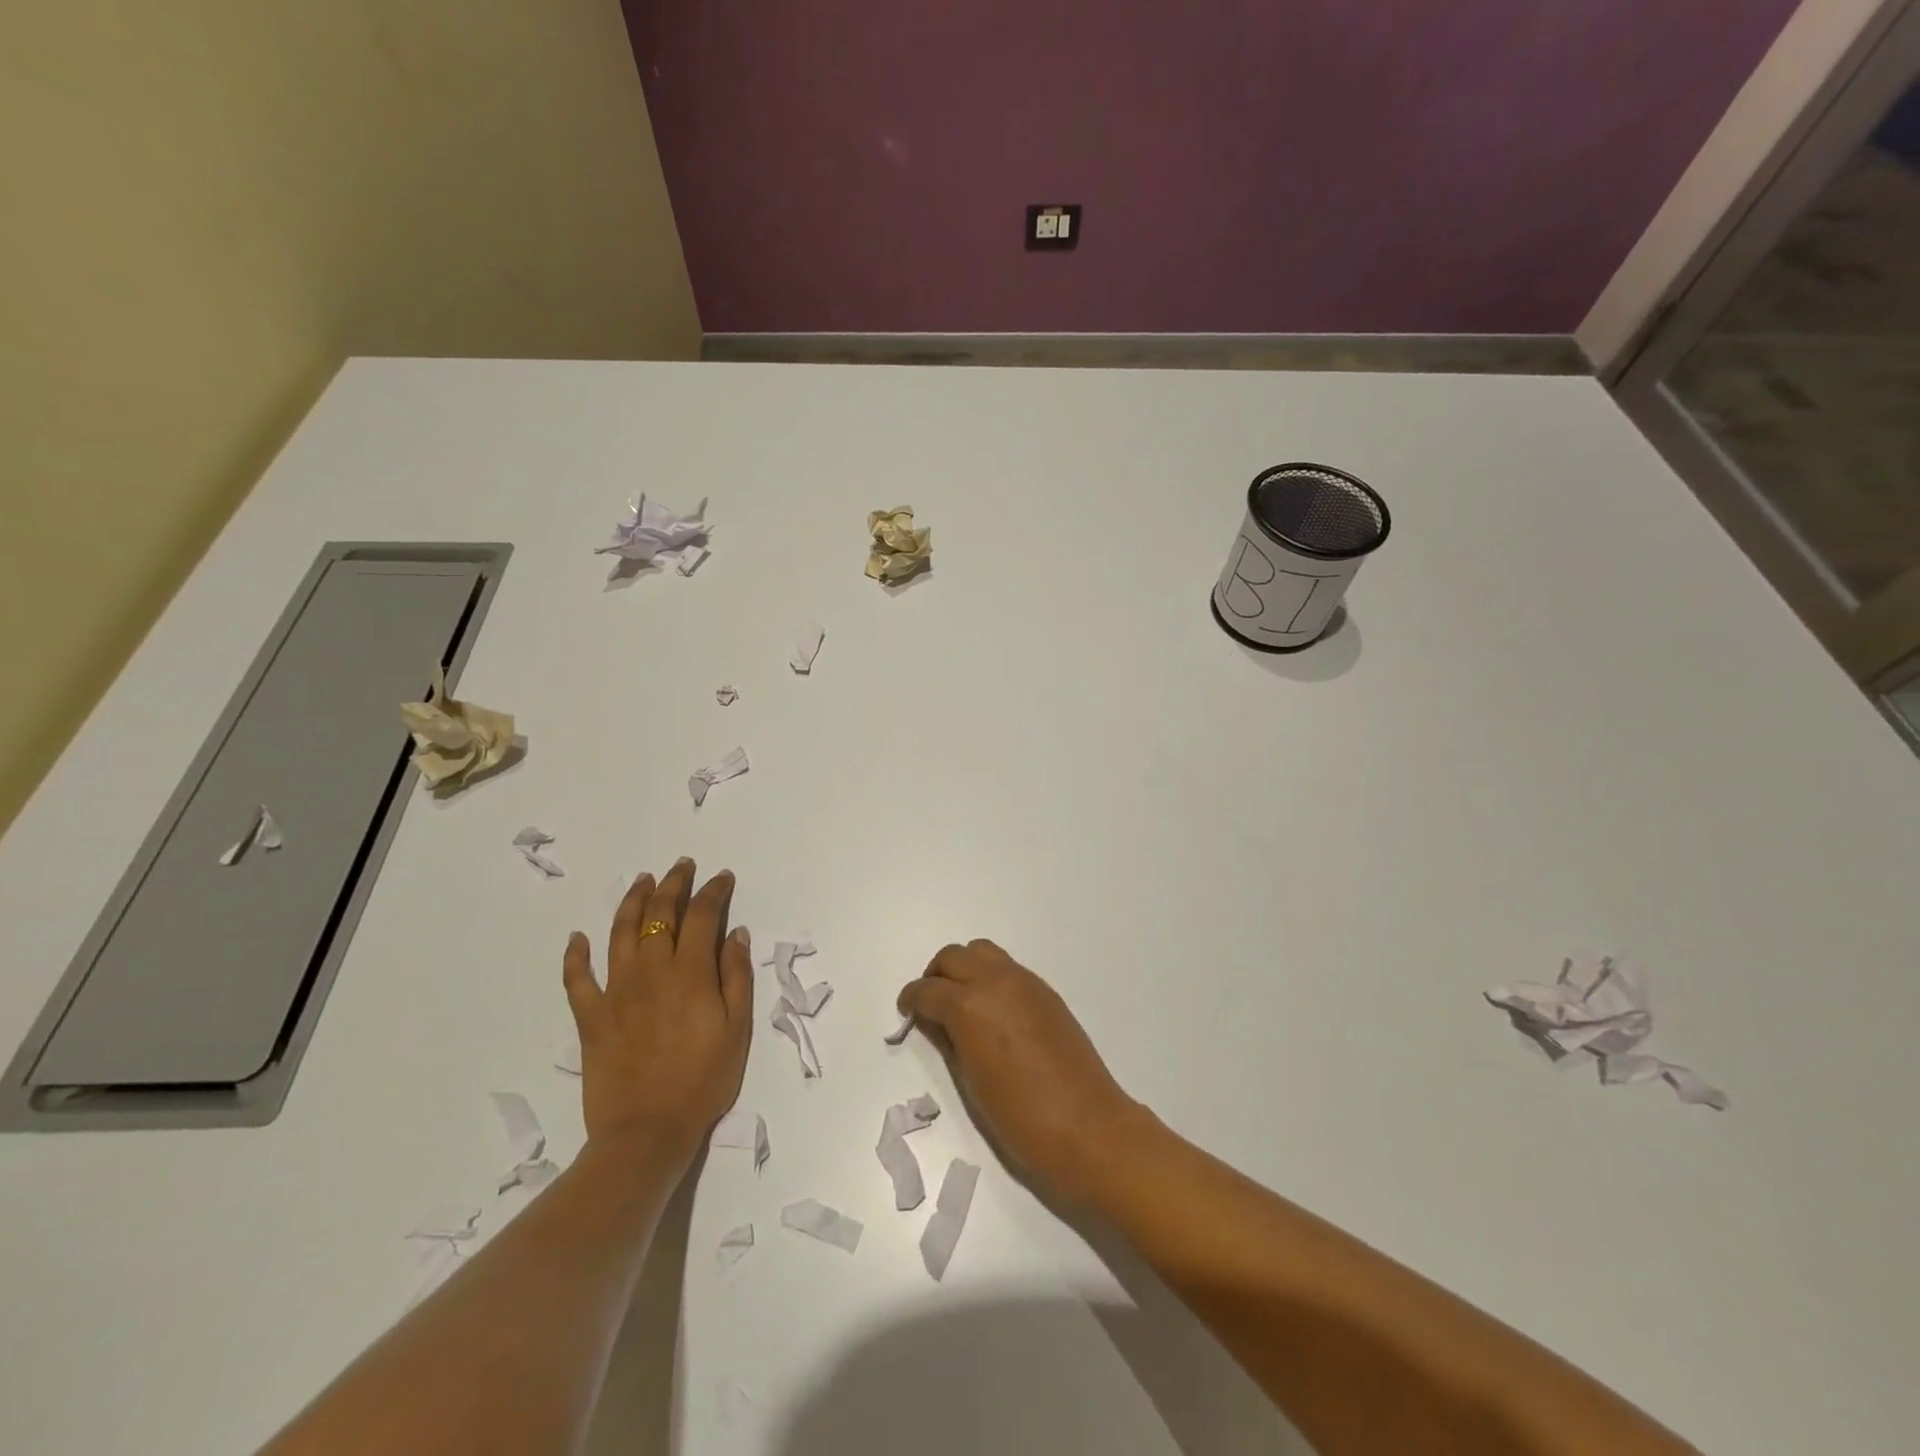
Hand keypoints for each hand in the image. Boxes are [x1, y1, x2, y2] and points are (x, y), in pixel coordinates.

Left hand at [562, 858, 751, 1166]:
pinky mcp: (590, 1017)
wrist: (647, 1132)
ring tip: (642, 881)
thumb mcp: (737, 1029)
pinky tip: (579, 938)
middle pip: (659, 915)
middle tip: (682, 866)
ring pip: (620, 933)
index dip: (713, 892)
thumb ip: (737, 976)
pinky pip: (577, 980)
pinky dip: (576, 956)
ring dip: (632, 902)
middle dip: (674, 884)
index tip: (722, 877)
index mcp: (690, 973)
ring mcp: (616, 992)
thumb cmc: (703, 1080)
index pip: (703, 916)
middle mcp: (651, 971)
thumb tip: (736, 934)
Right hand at [898, 940, 1139, 1204]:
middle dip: (935, 976)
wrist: (1088, 1128)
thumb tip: (934, 1022)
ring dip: (964, 968)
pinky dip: (990, 977)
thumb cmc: (1020, 1118)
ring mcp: (1024, 983)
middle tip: (930, 1004)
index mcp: (970, 1007)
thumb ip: (948, 1042)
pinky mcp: (1046, 992)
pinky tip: (993, 1011)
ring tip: (961, 1001)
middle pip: (953, 957)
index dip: (911, 1000)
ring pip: (982, 952)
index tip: (906, 1011)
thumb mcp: (971, 1083)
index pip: (928, 991)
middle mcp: (995, 983)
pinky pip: (1008, 968)